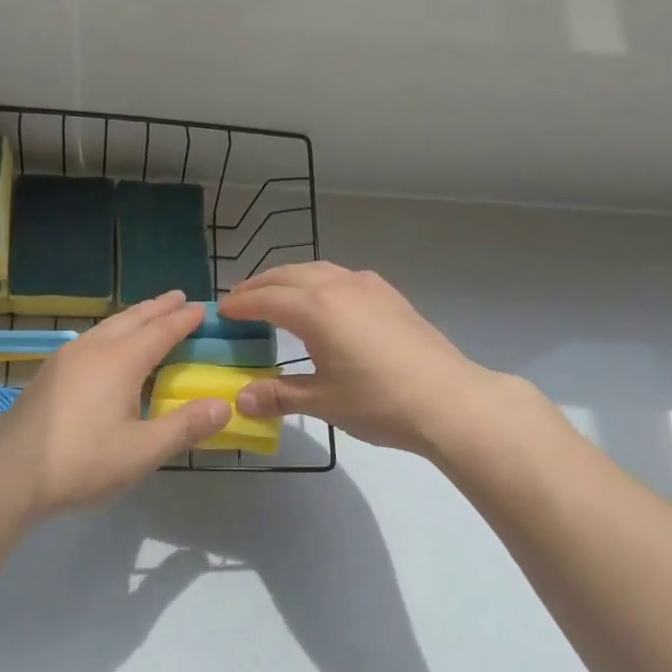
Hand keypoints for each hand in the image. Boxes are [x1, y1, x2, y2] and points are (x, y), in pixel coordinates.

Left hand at [0, 292, 232, 517]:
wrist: (10, 474)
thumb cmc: (82, 462)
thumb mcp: (142, 452)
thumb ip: (185, 427)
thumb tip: (223, 405)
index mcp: (120, 362)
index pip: (161, 331)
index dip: (184, 319)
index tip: (204, 308)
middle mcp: (94, 349)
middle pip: (133, 319)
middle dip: (159, 307)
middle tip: (180, 298)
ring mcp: (67, 357)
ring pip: (108, 325)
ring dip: (134, 317)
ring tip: (149, 315)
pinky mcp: (50, 372)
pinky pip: (92, 337)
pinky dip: (113, 331)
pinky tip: (109, 346)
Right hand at [218, 263, 498, 454]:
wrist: (450, 400)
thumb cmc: (380, 402)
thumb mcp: (324, 402)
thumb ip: (279, 395)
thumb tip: (242, 399)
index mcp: (316, 309)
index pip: (265, 299)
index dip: (240, 305)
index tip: (221, 313)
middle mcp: (338, 286)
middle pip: (287, 276)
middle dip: (259, 285)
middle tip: (239, 301)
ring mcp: (367, 286)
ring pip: (316, 270)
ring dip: (289, 280)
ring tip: (275, 297)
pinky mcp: (389, 295)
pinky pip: (341, 276)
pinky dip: (317, 282)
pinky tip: (322, 302)